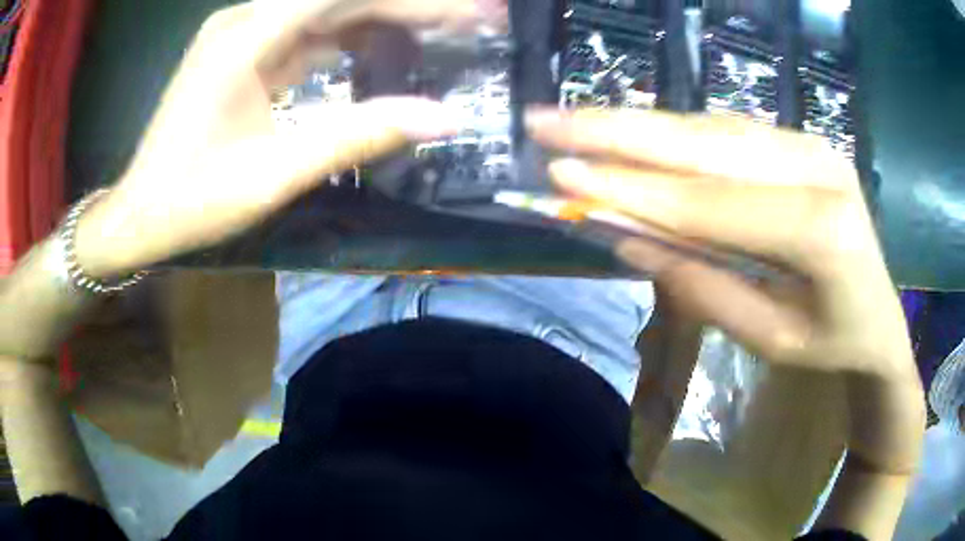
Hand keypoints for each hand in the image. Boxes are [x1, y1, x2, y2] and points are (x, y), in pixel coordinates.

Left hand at [76, 0, 505, 277]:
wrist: (140, 215)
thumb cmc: (192, 201)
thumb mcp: (274, 174)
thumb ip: (357, 137)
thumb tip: (443, 118)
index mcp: (247, 37)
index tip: (473, 12)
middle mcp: (246, 21)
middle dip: (408, 7)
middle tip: (472, 21)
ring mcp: (243, 35)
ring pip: (327, 13)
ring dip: (384, 20)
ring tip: (443, 33)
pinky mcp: (243, 54)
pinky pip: (307, 35)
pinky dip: (350, 39)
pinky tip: (387, 49)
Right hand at [528, 108, 911, 380]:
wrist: (881, 319)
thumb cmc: (831, 343)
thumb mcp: (770, 339)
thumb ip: (704, 289)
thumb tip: (628, 238)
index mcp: (821, 231)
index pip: (710, 204)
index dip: (632, 188)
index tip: (561, 172)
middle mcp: (817, 167)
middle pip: (705, 142)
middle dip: (618, 130)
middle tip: (546, 119)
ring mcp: (811, 144)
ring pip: (712, 127)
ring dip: (639, 123)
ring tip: (576, 120)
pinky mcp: (802, 140)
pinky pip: (729, 130)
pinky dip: (676, 130)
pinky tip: (633, 129)